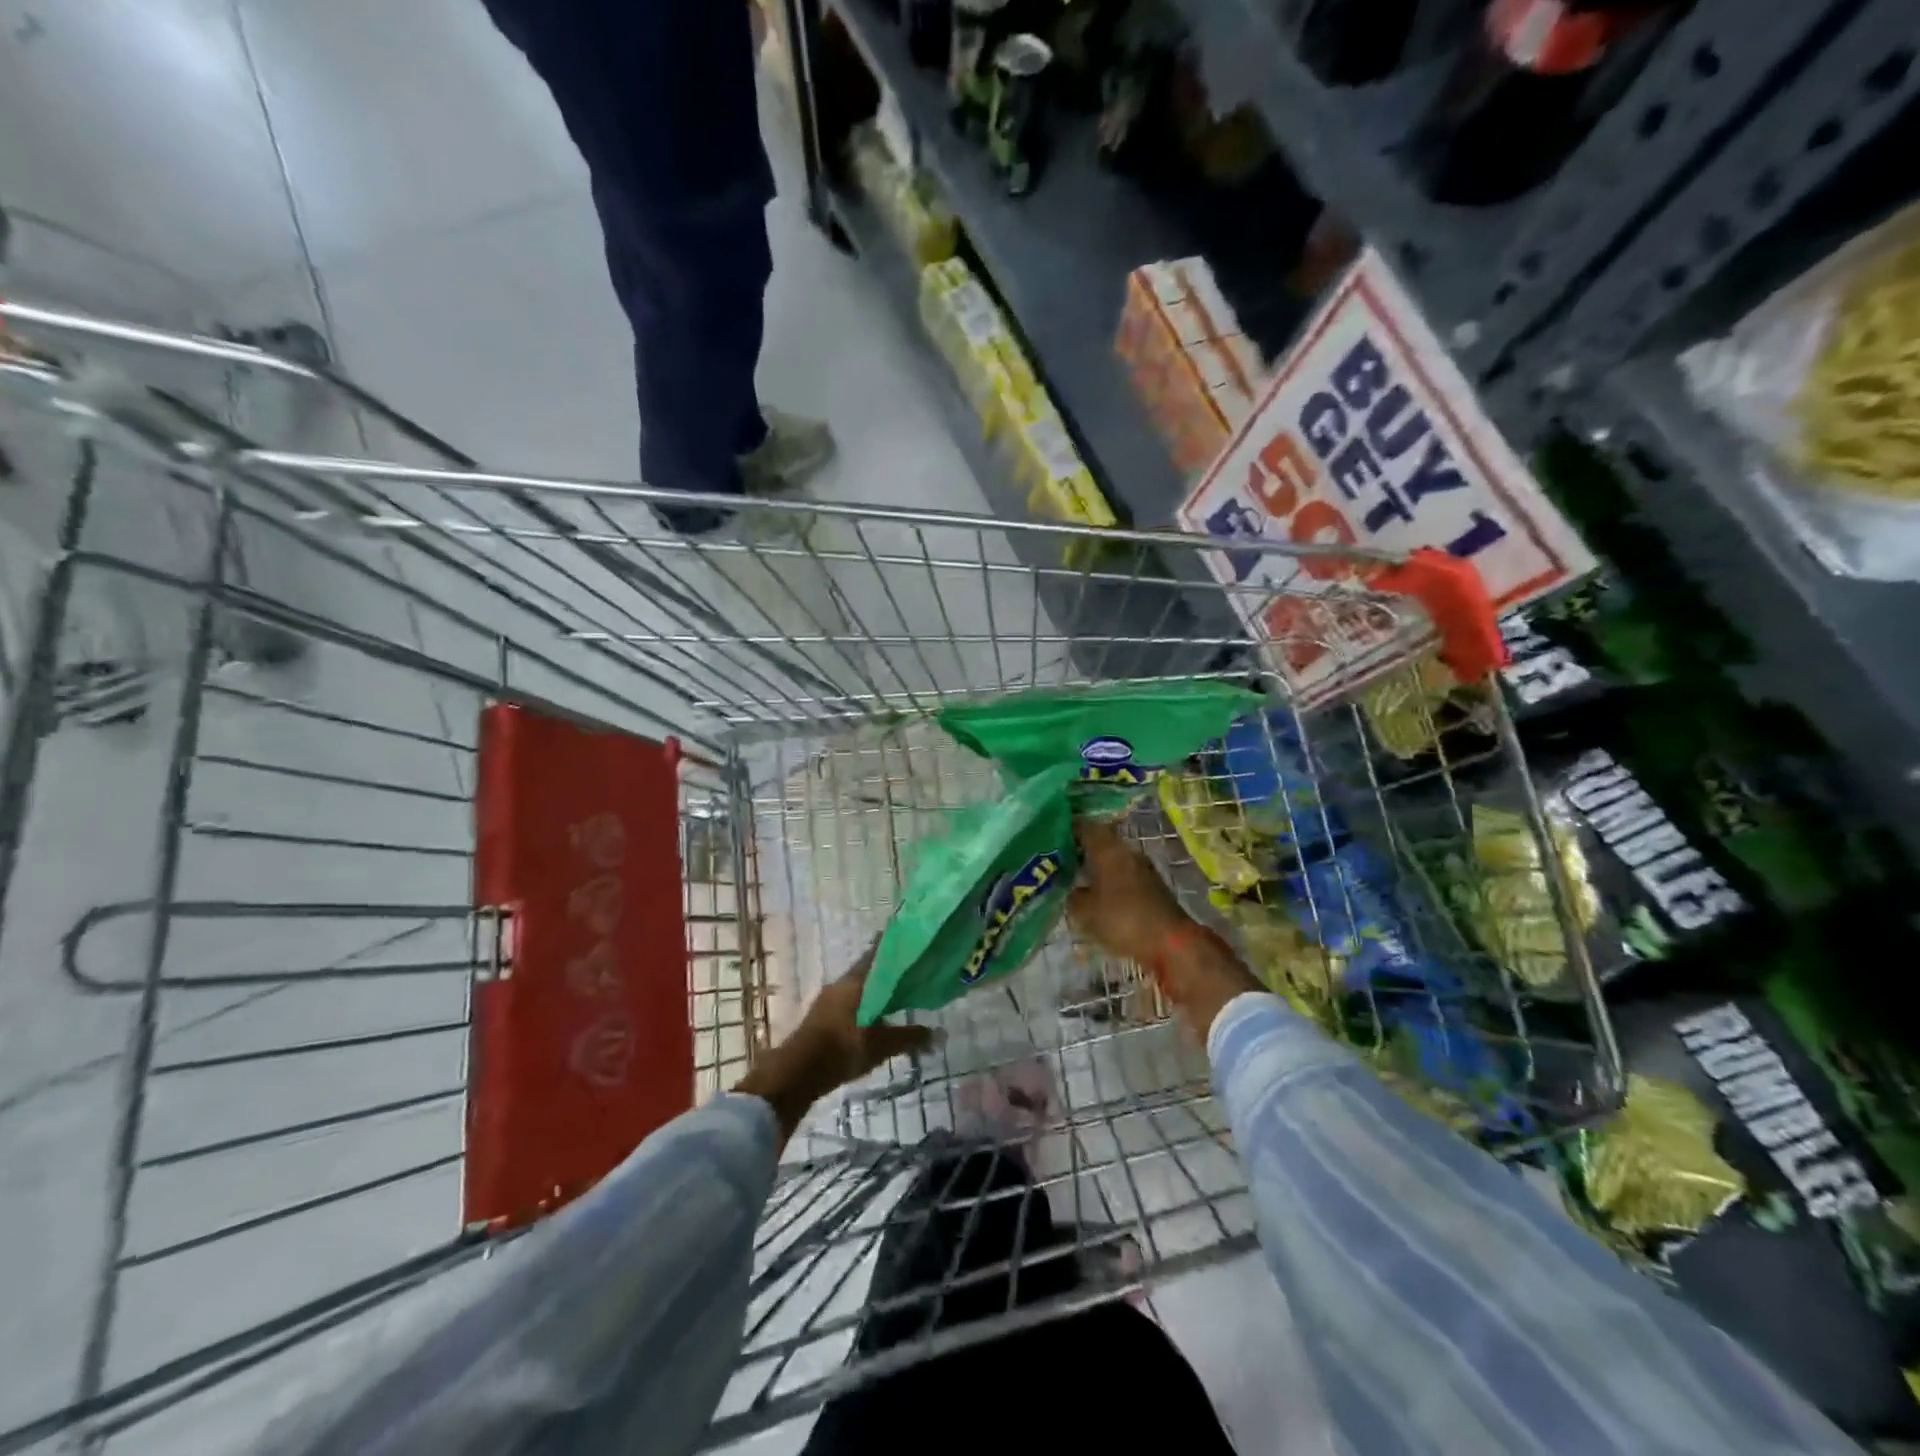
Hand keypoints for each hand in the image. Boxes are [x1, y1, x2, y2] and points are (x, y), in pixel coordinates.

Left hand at [735, 945, 935, 1142]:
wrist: (796, 1073)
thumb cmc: (841, 1049)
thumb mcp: (880, 1045)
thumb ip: (908, 1037)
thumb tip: (938, 1033)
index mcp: (854, 981)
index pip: (877, 954)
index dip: (892, 946)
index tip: (909, 938)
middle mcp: (840, 984)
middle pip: (868, 971)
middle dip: (887, 971)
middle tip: (911, 971)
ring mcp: (827, 1001)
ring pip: (857, 989)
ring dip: (875, 990)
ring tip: (897, 995)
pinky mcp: (821, 1019)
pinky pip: (849, 1004)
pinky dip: (864, 1005)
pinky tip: (876, 1018)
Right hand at [1068, 820, 1261, 1038]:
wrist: (1171, 942)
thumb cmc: (1123, 919)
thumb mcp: (1084, 911)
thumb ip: (1071, 896)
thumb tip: (1070, 890)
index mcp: (1107, 848)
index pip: (1082, 826)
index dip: (1064, 828)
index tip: (1047, 836)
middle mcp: (1126, 850)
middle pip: (1098, 841)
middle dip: (1078, 849)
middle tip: (1056, 860)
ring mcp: (1141, 867)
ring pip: (1111, 858)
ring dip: (1094, 866)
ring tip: (1072, 879)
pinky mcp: (1151, 885)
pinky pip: (1121, 875)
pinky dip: (1107, 880)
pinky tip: (1095, 895)